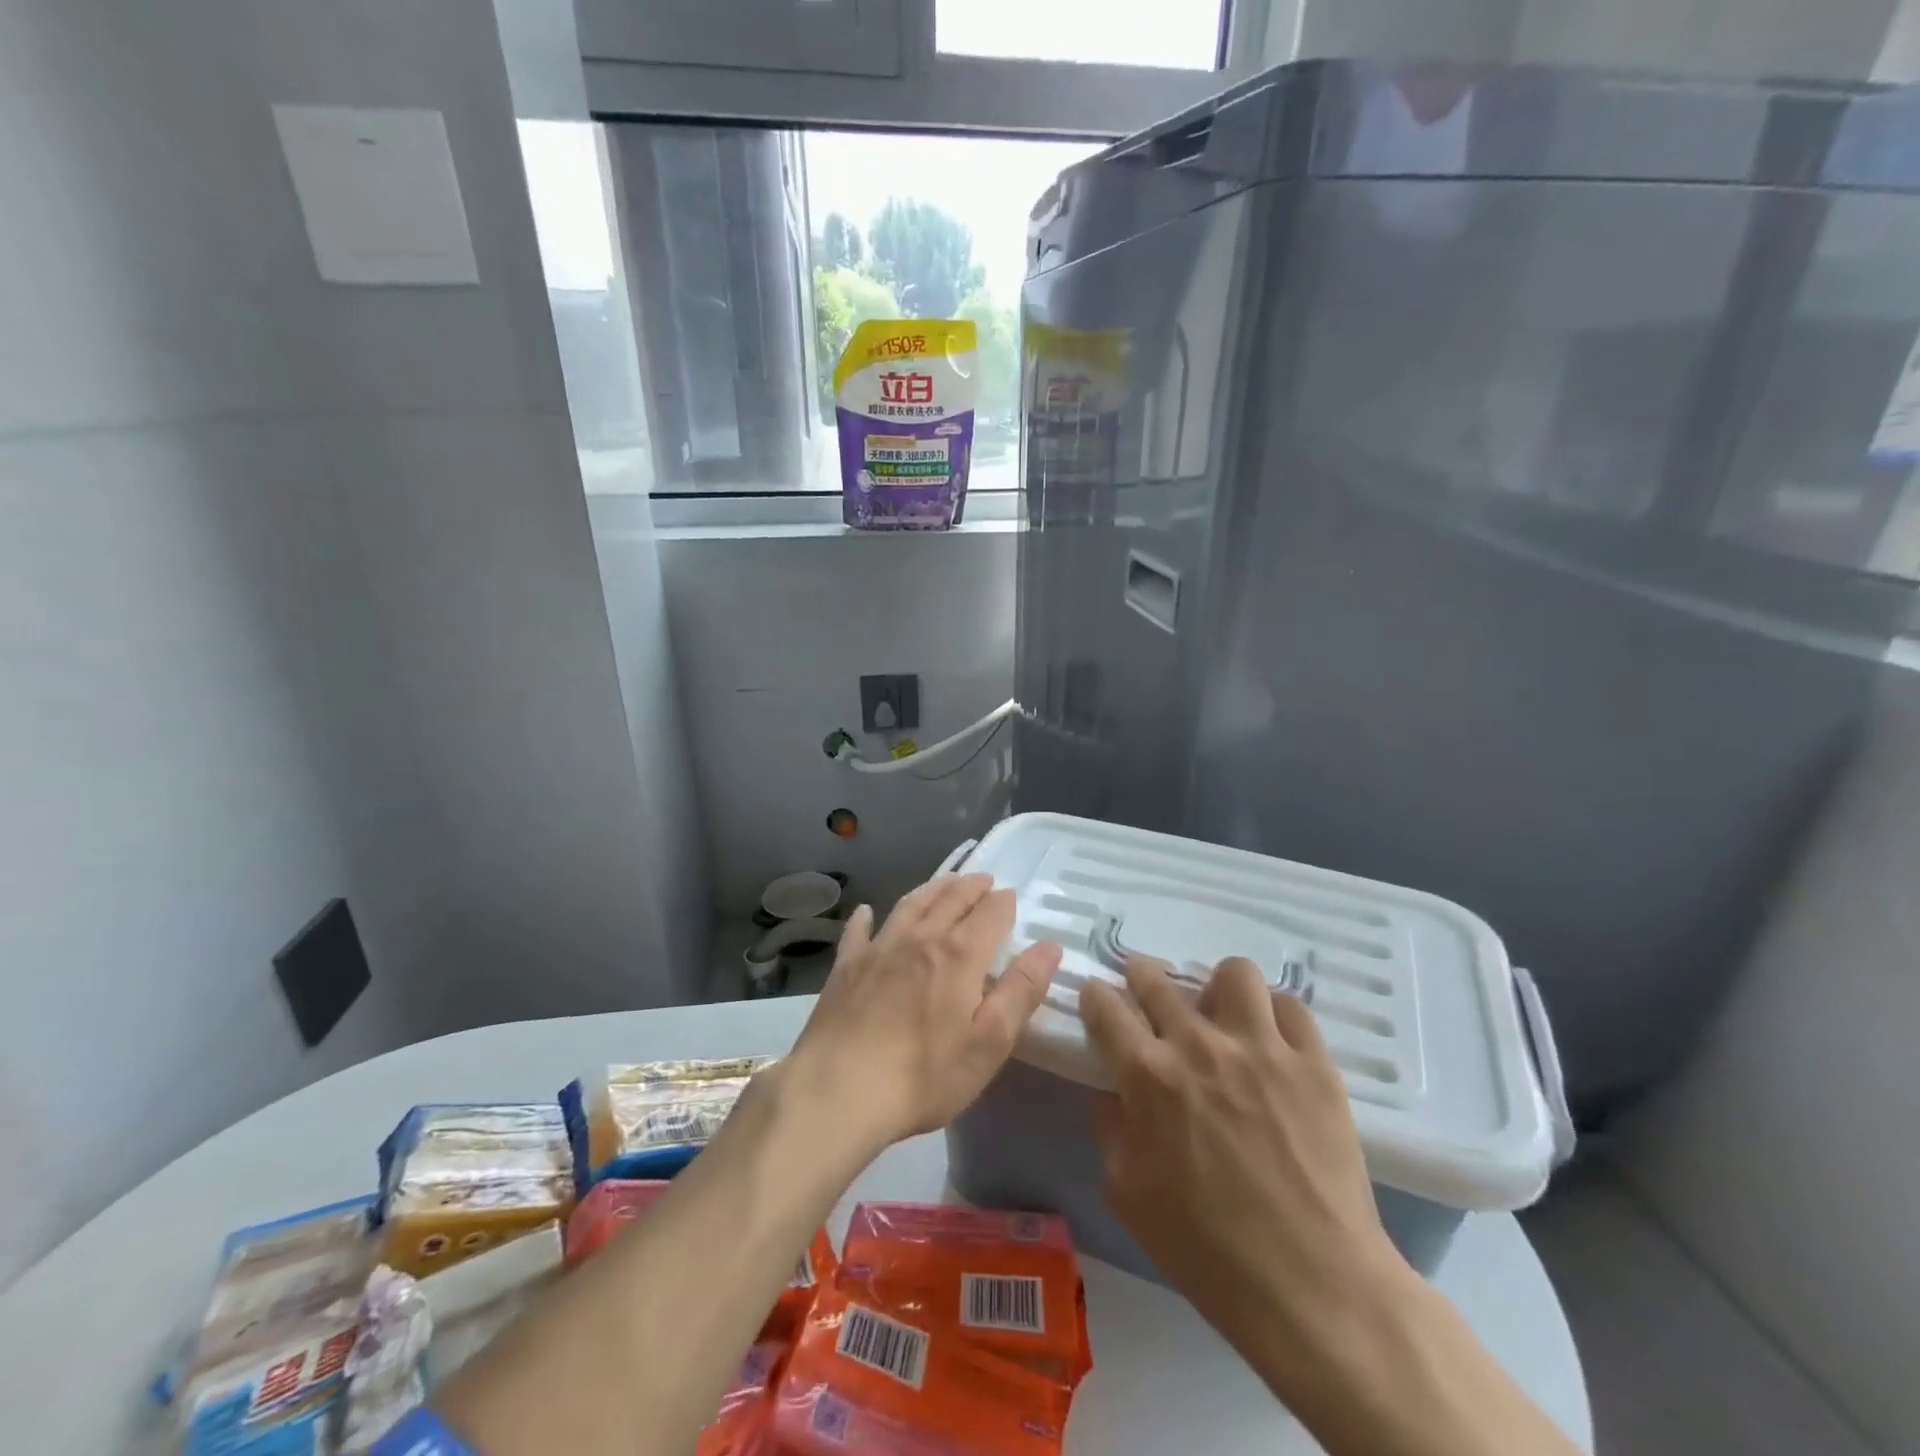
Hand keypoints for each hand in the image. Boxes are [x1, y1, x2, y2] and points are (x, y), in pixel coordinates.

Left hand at [786, 874, 1062, 1150]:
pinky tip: (868, 912)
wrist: (839, 1091)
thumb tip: (1050, 946)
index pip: (989, 913)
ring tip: (945, 882)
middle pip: (950, 899)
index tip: (1011, 897)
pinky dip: (866, 917)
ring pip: (910, 905)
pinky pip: (858, 932)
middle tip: (983, 879)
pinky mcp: (846, 967)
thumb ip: (1022, 990)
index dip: (1003, 902)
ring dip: (931, 888)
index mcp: (958, 955)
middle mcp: (920, 938)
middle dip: (971, 886)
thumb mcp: (990, 1042)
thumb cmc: (925, 1075)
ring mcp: (878, 949)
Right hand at [1081, 957, 1411, 1400]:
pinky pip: (1290, 1006)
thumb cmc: (1207, 1249)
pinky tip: (1270, 1040)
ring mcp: (1262, 1048)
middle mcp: (1199, 1045)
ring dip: (1215, 987)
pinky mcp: (1314, 1063)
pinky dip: (1273, 1014)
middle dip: (1141, 977)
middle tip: (1147, 993)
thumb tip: (1113, 1091)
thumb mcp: (1127, 1195)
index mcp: (1148, 1076)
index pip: (1105, 1007)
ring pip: (1232, 972)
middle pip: (1157, 979)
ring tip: (1219, 1014)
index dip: (1095, 996)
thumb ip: (1111, 1129)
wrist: (1313, 1287)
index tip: (1098, 1000)